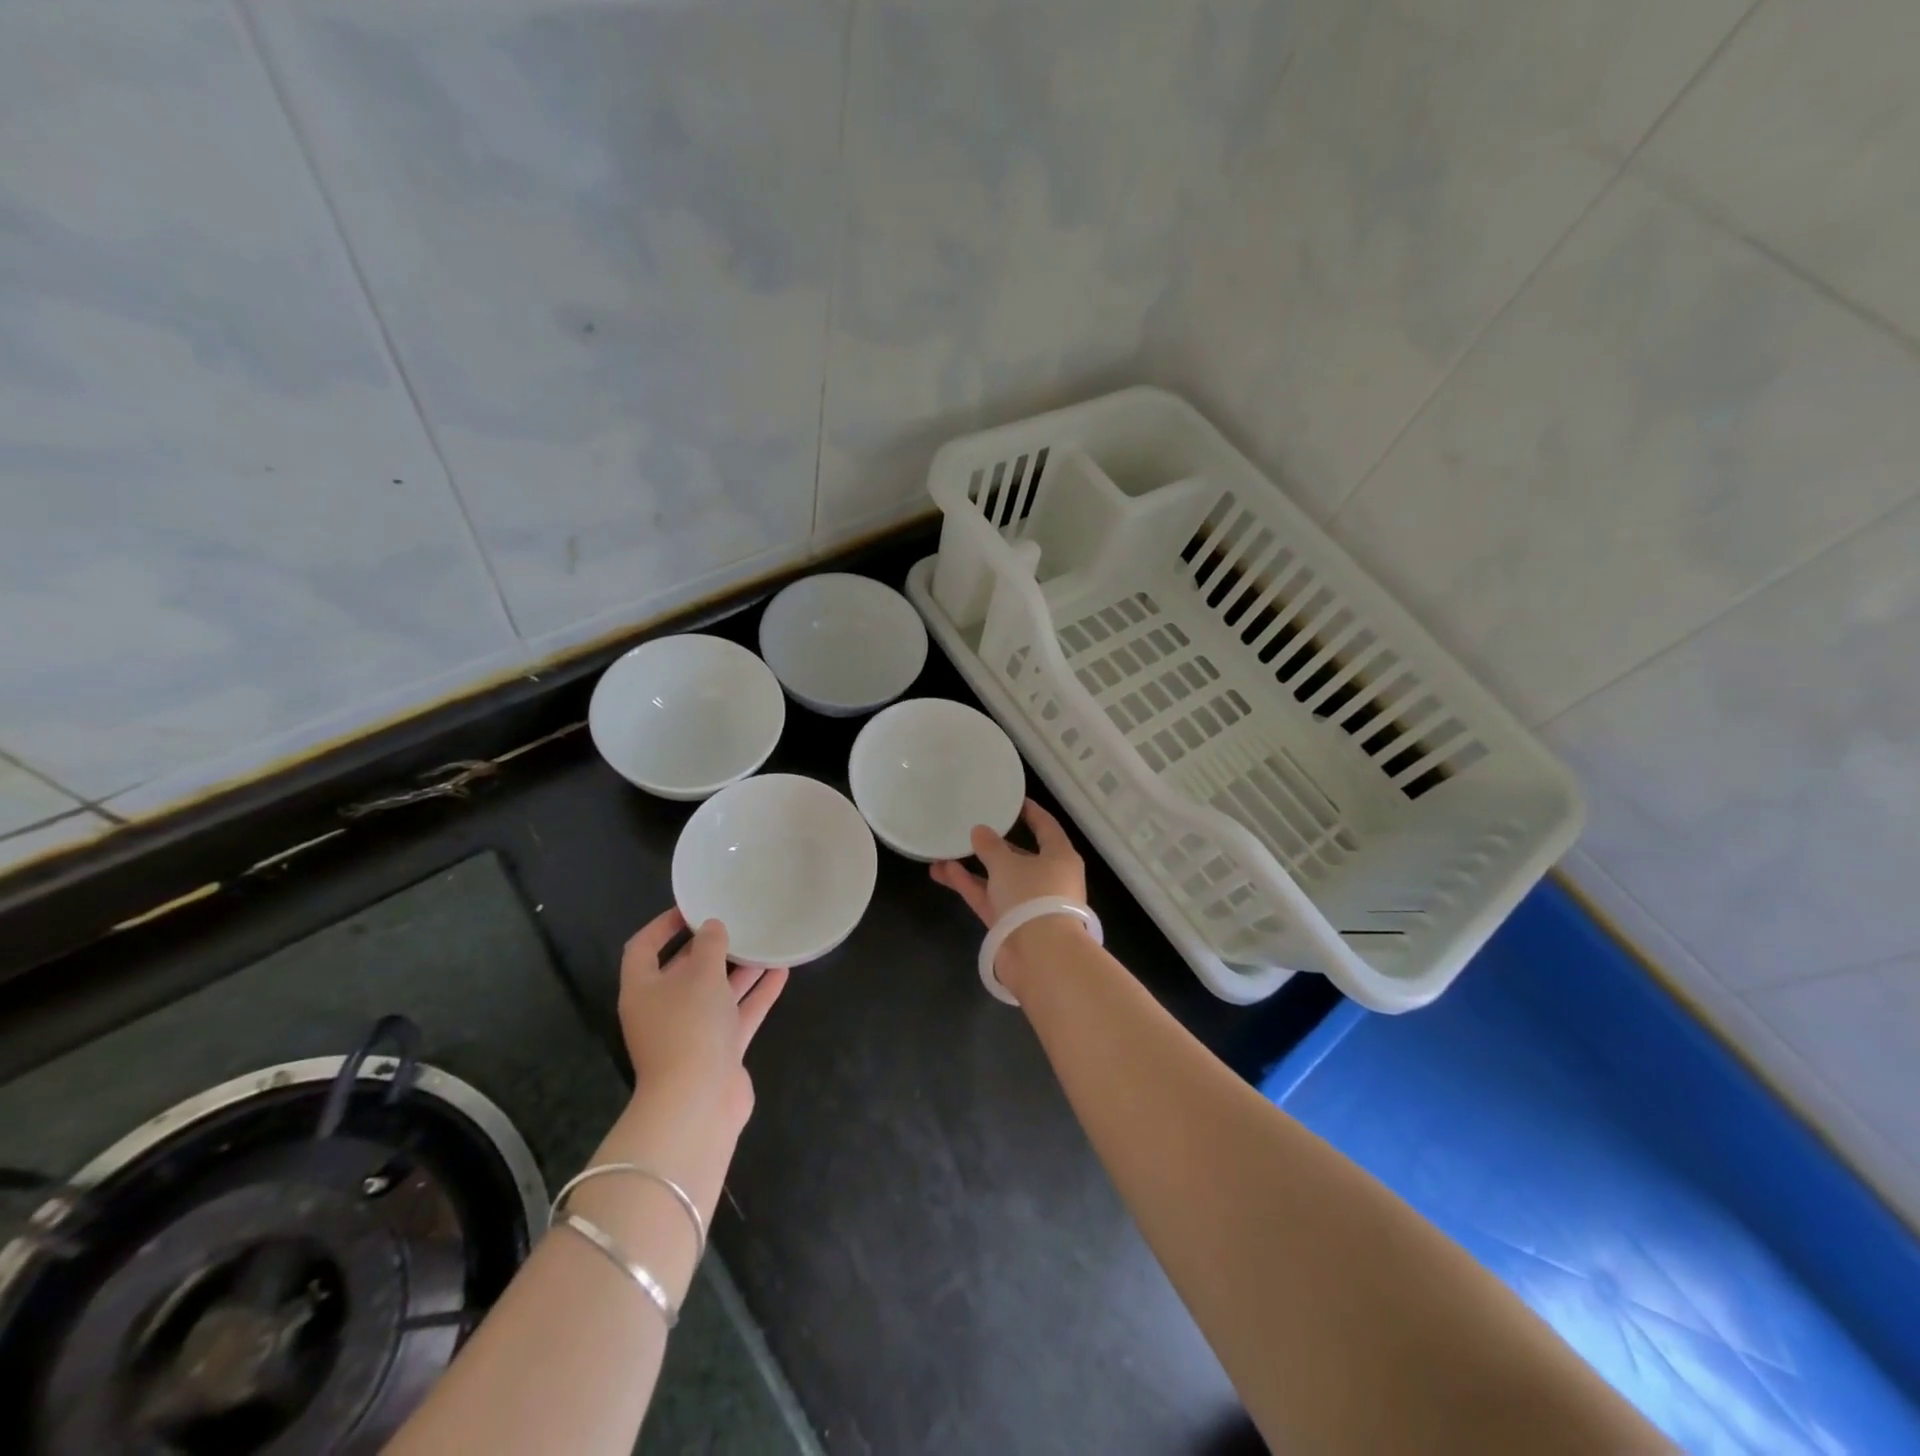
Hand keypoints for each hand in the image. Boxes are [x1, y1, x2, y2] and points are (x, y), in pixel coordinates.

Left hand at [617, 909, 787, 1132]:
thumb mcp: (700, 975)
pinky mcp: (718, 1051)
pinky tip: (781, 971)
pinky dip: (757, 995)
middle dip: (709, 948)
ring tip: (765, 943)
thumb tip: (712, 928)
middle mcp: (663, 1009)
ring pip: (716, 992)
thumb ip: (709, 946)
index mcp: (643, 989)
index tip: (691, 907)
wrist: (698, 1102)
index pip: (643, 948)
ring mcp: (691, 1033)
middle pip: (683, 970)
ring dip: (739, 970)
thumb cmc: (689, 1027)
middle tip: (736, 922)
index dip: (663, 925)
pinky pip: (738, 1014)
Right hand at [931, 799, 1088, 986]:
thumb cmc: (1033, 897)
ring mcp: (1029, 904)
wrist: (1040, 957)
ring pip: (999, 879)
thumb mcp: (1008, 864)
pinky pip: (989, 898)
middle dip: (994, 845)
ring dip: (973, 868)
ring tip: (943, 852)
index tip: (1014, 802)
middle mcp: (1048, 879)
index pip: (1046, 828)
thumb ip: (990, 846)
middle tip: (971, 829)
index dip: (1031, 813)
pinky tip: (944, 871)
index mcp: (1060, 858)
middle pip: (1020, 856)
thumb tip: (980, 831)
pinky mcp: (1011, 925)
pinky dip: (970, 885)